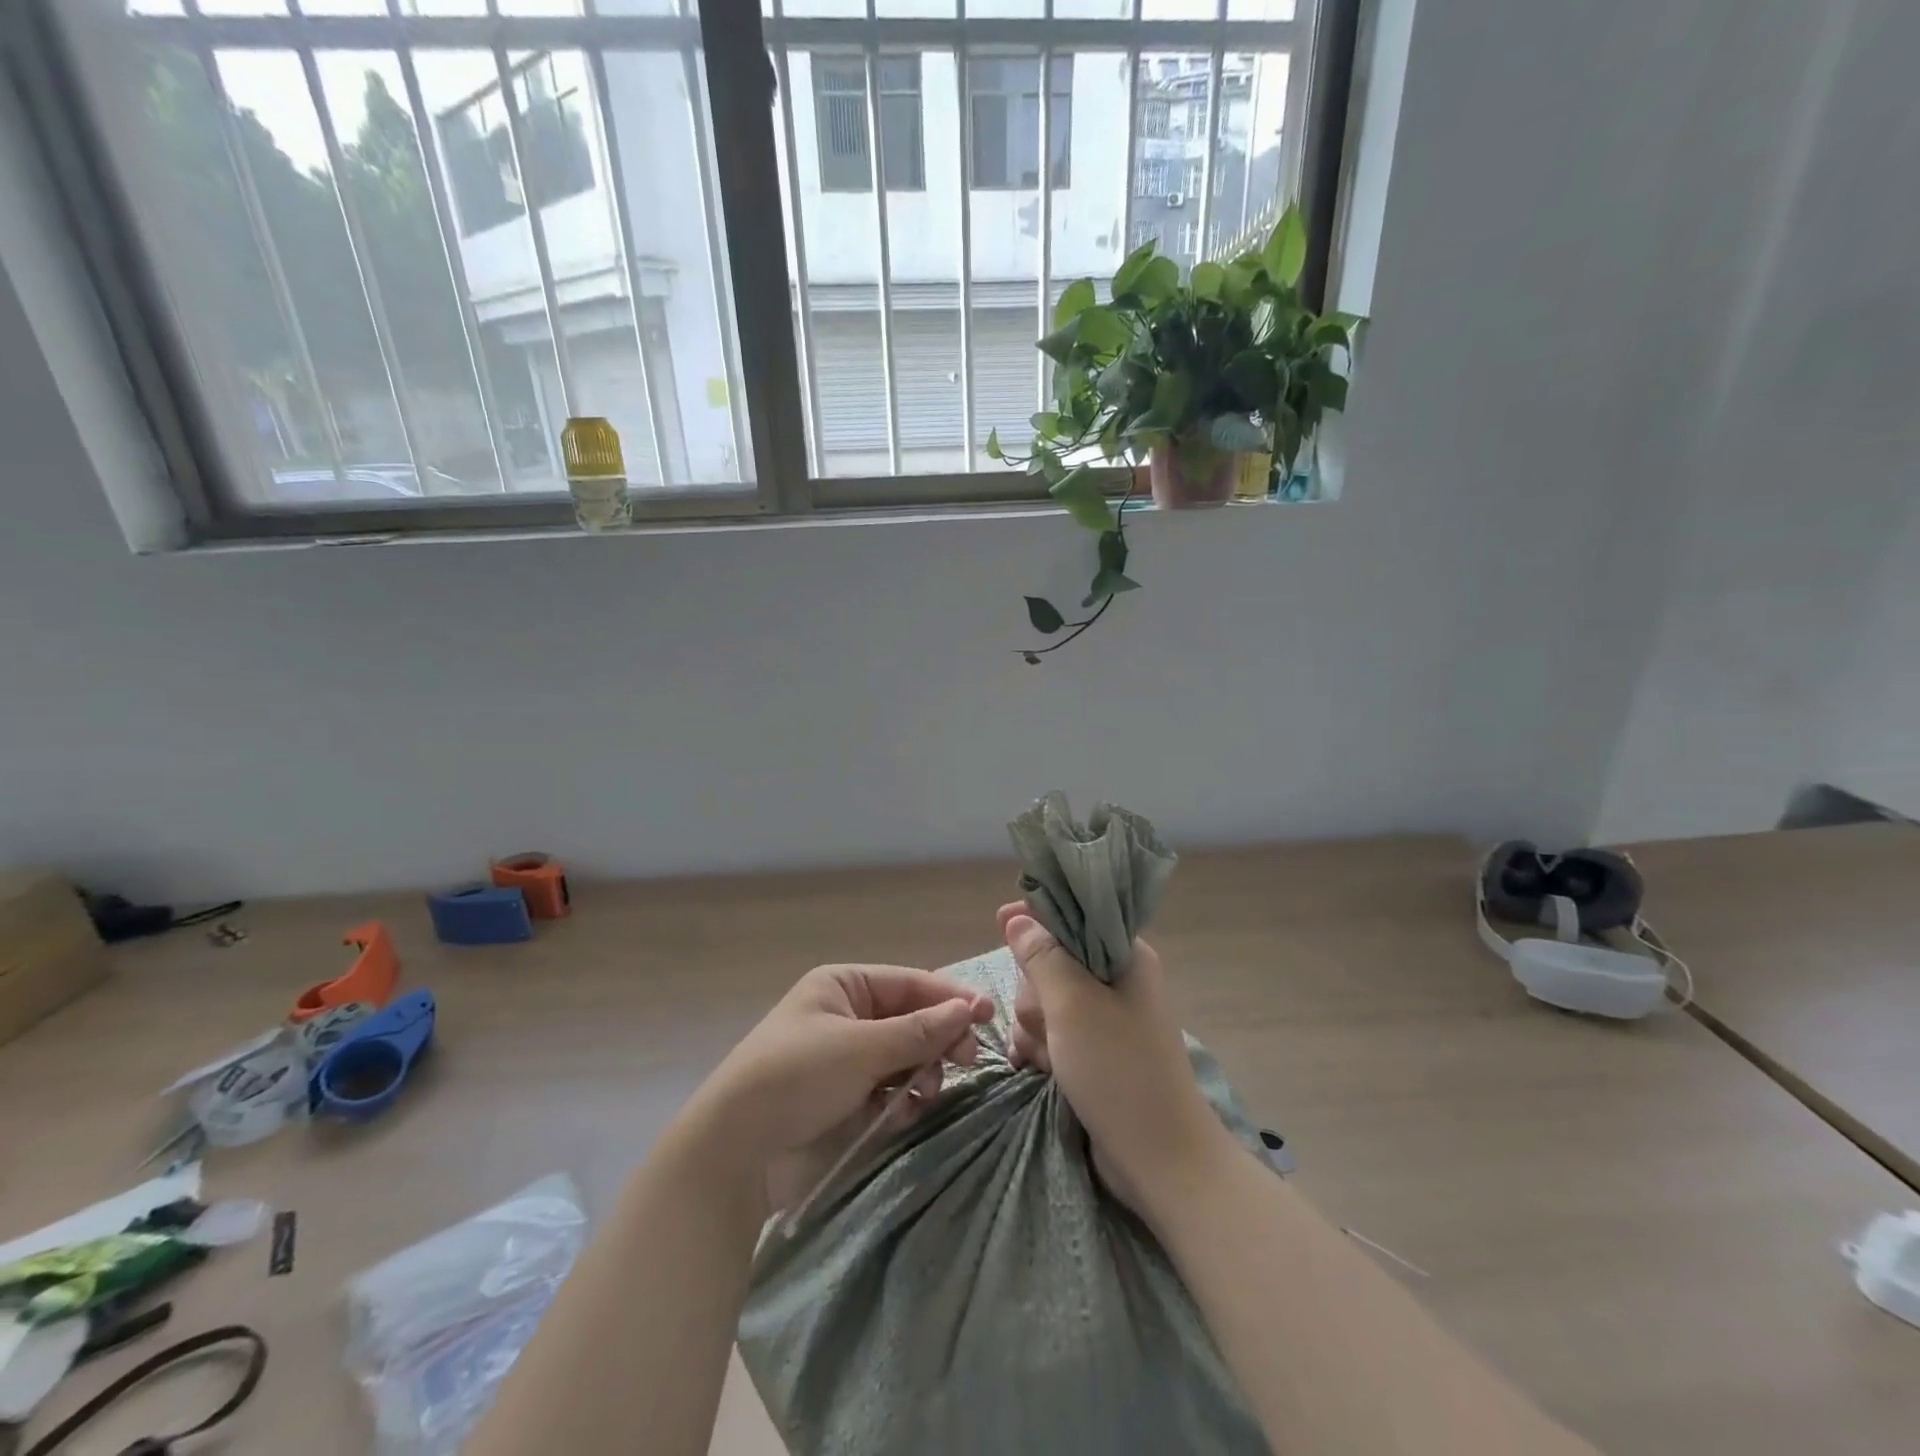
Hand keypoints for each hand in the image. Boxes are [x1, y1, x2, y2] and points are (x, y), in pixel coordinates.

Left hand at [688, 964, 994, 1212]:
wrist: (735, 1151)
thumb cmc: (797, 1077)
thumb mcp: (861, 1048)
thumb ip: (919, 1031)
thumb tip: (969, 1008)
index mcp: (843, 986)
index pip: (910, 983)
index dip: (950, 998)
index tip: (988, 1015)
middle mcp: (846, 1015)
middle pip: (910, 1019)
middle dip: (938, 1039)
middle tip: (967, 1060)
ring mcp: (845, 1058)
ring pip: (904, 1057)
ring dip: (921, 1073)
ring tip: (925, 1093)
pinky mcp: (844, 1098)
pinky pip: (888, 1089)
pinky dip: (900, 1100)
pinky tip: (901, 1114)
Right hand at [999, 902, 1237, 1224]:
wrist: (1159, 1160)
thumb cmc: (1119, 1070)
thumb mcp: (1073, 1004)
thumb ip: (1041, 956)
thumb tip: (1017, 917)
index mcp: (1125, 956)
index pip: (1073, 917)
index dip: (1036, 919)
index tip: (1002, 923)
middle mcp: (1116, 980)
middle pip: (1050, 960)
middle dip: (1035, 992)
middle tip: (1045, 1022)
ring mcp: (1104, 1018)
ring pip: (1044, 1000)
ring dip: (1034, 1026)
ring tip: (1045, 1057)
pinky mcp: (1093, 1051)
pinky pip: (1051, 1032)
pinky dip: (1039, 1047)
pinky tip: (1035, 1068)